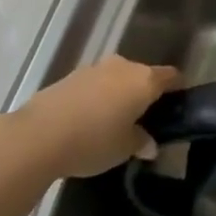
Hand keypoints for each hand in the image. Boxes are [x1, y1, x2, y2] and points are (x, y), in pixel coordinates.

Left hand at [13, 56, 180, 179]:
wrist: (38, 135)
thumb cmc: (93, 141)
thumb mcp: (124, 148)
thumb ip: (142, 142)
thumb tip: (149, 143)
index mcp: (144, 80)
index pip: (171, 76)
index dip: (177, 90)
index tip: (176, 107)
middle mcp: (123, 66)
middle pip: (143, 75)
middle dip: (145, 94)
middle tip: (144, 120)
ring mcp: (94, 68)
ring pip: (117, 78)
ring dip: (119, 94)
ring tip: (114, 121)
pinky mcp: (70, 76)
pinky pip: (95, 84)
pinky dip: (98, 97)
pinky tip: (89, 119)